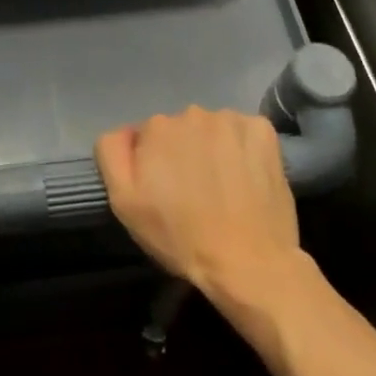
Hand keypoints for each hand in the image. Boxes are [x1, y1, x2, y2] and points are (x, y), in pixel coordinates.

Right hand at [96, 107, 303, 304]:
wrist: (249, 262)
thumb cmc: (181, 237)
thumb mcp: (124, 203)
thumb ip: (112, 155)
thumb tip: (125, 132)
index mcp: (157, 127)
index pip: (147, 136)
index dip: (153, 163)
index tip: (164, 190)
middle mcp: (192, 112)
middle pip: (181, 128)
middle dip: (183, 152)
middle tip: (193, 192)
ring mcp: (231, 119)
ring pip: (213, 129)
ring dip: (213, 149)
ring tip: (223, 187)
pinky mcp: (263, 131)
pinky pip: (244, 131)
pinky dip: (244, 148)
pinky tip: (247, 176)